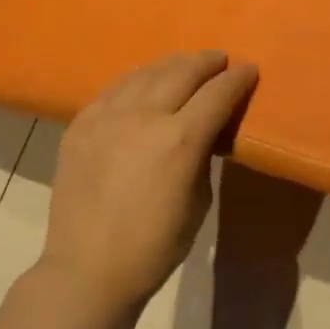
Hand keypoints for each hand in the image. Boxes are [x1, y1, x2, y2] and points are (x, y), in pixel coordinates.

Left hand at [41, 51, 257, 314]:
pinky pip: (113, 89)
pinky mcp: (81, 124)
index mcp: (180, 139)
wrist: (88, 269)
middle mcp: (143, 116)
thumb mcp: (198, 201)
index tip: (249, 69)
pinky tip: (143, 81)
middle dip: (206, 62)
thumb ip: (202, 156)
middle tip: (220, 59)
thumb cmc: (155, 246)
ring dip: (171, 64)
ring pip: (145, 73)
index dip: (237, 79)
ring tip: (185, 64)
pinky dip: (136, 80)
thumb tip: (202, 134)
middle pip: (181, 72)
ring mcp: (107, 116)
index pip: (217, 94)